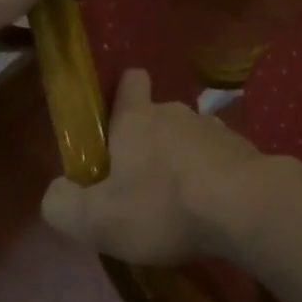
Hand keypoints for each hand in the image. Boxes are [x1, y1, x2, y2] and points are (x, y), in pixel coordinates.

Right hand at [39, 68, 290, 264]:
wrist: (244, 207)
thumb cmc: (162, 206)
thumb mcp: (95, 219)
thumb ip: (63, 204)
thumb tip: (57, 192)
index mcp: (136, 118)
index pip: (129, 82)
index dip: (123, 93)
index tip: (116, 119)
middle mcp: (176, 112)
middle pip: (158, 116)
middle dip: (149, 142)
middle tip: (141, 184)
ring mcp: (215, 128)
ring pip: (190, 137)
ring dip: (182, 160)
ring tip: (178, 200)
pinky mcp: (244, 150)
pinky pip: (219, 158)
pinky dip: (212, 176)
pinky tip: (211, 207)